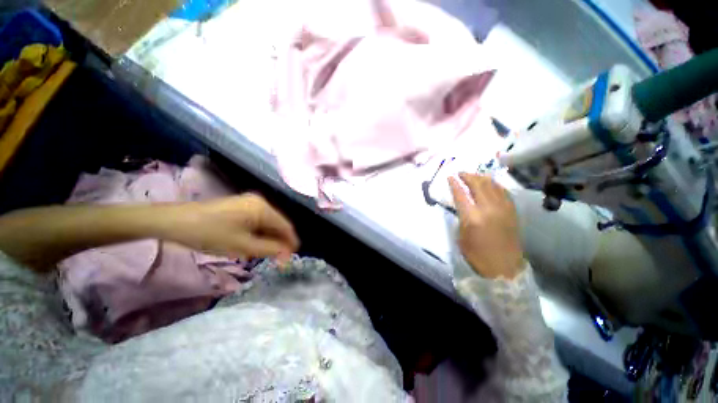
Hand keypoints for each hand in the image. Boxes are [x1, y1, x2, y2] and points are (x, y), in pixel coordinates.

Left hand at [169, 194, 299, 260]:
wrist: (175, 221)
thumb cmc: (211, 234)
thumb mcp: (243, 245)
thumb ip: (270, 249)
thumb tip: (288, 254)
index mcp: (263, 208)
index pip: (286, 226)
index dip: (290, 243)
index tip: (290, 259)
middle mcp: (260, 202)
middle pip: (277, 224)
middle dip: (278, 242)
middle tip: (277, 260)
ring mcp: (249, 203)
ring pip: (266, 224)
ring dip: (267, 239)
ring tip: (263, 255)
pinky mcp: (240, 206)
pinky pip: (256, 221)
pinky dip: (257, 234)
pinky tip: (251, 245)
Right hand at [449, 173, 523, 278]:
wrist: (503, 267)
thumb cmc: (476, 254)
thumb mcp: (461, 236)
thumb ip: (461, 216)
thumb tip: (462, 204)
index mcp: (472, 217)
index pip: (461, 194)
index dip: (454, 184)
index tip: (449, 176)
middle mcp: (488, 209)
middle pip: (478, 185)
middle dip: (468, 176)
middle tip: (460, 173)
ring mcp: (503, 209)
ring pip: (492, 185)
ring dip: (481, 177)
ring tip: (474, 175)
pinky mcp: (512, 211)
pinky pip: (503, 192)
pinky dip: (495, 185)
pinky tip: (490, 183)